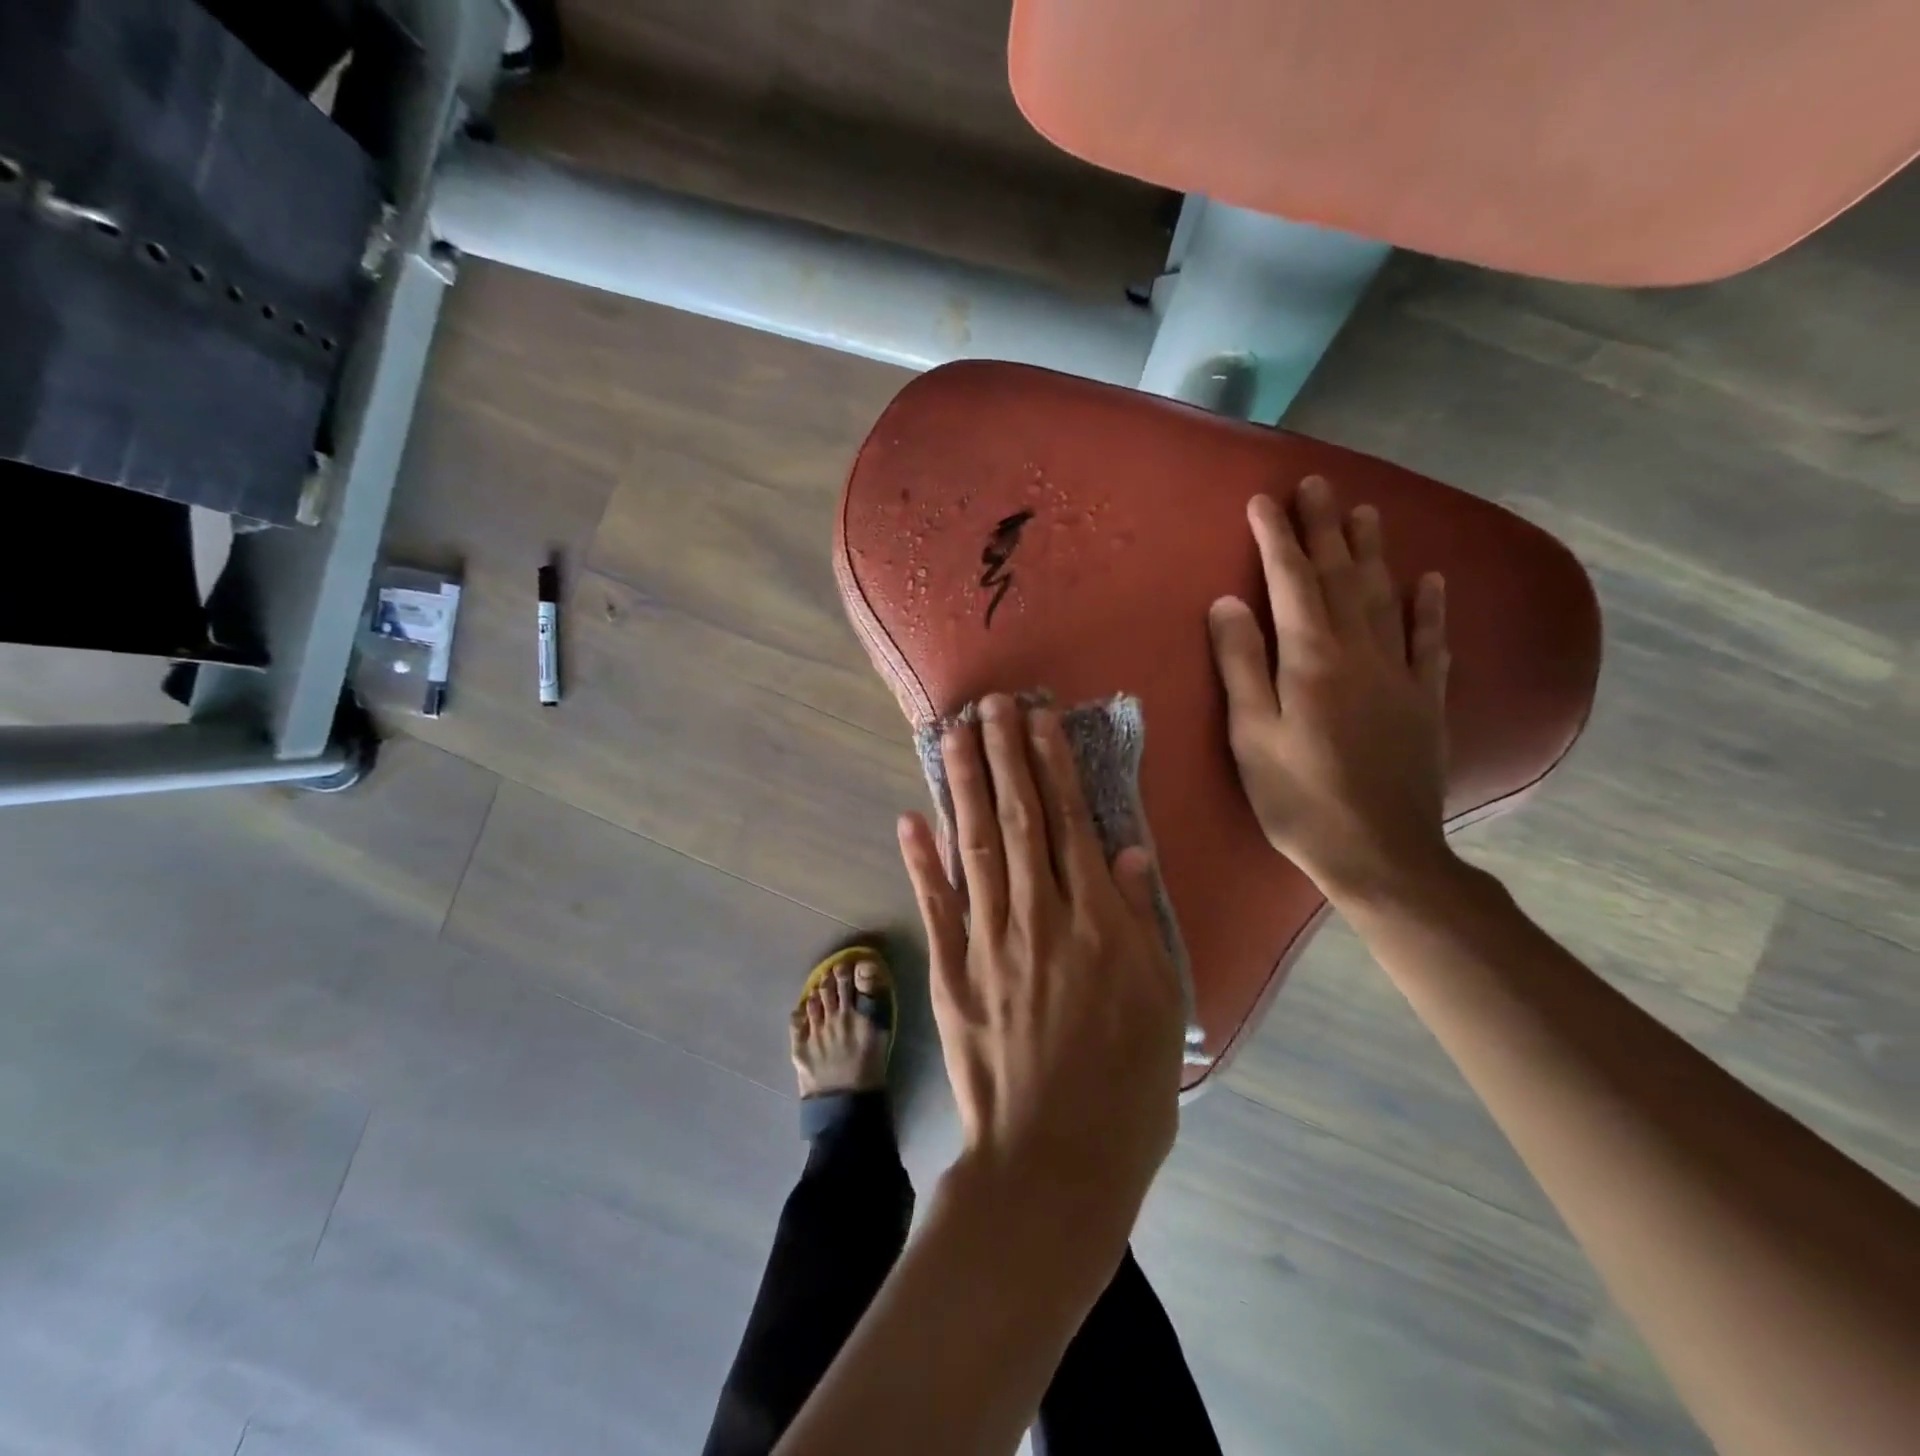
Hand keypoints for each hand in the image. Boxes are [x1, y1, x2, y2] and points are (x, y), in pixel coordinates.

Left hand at [898, 695, 1185, 1234]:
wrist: (1053, 1159)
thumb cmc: (1125, 1085)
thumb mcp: (1161, 999)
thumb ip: (1141, 918)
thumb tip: (1128, 850)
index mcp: (1094, 918)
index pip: (1069, 821)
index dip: (1051, 765)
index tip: (1037, 719)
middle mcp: (1037, 913)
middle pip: (1017, 818)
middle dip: (1004, 755)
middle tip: (990, 704)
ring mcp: (987, 939)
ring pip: (973, 845)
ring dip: (963, 786)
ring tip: (955, 736)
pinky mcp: (951, 971)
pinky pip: (935, 905)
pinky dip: (920, 859)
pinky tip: (910, 818)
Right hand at [1207, 476, 1454, 903]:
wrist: (1379, 853)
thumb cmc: (1299, 797)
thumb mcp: (1251, 735)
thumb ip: (1241, 664)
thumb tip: (1228, 602)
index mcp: (1313, 659)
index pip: (1292, 582)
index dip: (1277, 539)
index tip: (1264, 501)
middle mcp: (1361, 652)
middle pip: (1343, 577)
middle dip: (1326, 529)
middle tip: (1318, 485)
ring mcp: (1401, 675)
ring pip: (1387, 597)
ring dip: (1374, 552)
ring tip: (1366, 512)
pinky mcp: (1426, 701)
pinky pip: (1431, 642)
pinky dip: (1430, 607)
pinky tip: (1430, 580)